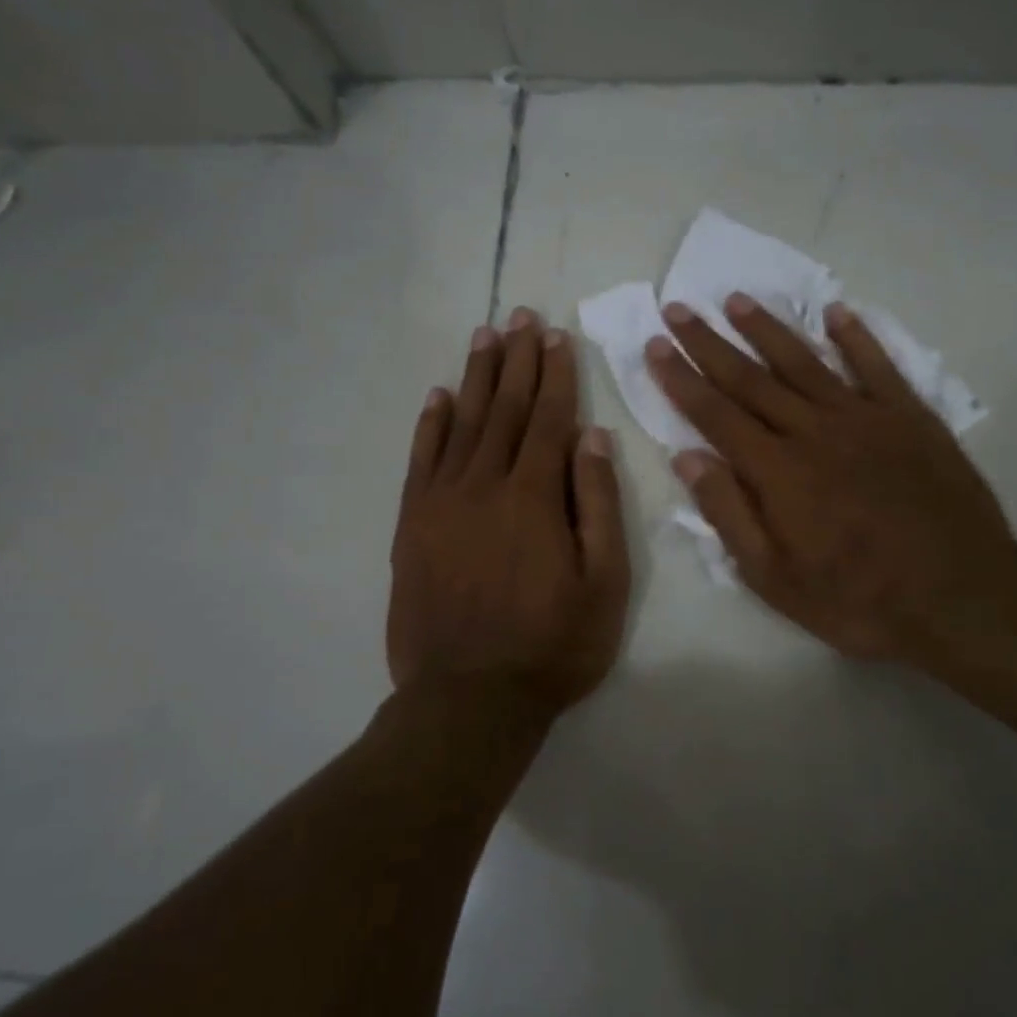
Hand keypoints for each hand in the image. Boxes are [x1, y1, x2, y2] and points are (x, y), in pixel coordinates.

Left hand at [389, 309, 630, 717]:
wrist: (469, 699)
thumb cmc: (553, 645)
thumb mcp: (604, 583)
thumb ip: (598, 505)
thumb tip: (593, 437)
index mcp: (534, 496)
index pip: (548, 419)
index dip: (554, 374)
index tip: (554, 336)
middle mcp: (484, 485)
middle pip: (504, 410)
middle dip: (516, 360)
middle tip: (519, 316)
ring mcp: (441, 503)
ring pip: (462, 424)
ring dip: (476, 378)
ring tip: (484, 337)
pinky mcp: (412, 526)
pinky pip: (421, 461)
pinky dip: (430, 425)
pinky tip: (438, 396)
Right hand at [646, 295, 1016, 676]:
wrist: (961, 597)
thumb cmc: (858, 599)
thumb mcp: (775, 578)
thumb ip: (729, 514)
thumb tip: (687, 457)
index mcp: (777, 471)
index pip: (715, 414)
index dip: (681, 379)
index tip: (654, 346)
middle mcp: (814, 431)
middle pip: (751, 378)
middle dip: (709, 343)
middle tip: (678, 309)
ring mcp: (865, 418)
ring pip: (805, 362)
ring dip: (767, 329)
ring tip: (736, 301)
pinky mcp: (911, 417)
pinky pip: (877, 366)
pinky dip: (855, 336)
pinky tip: (836, 312)